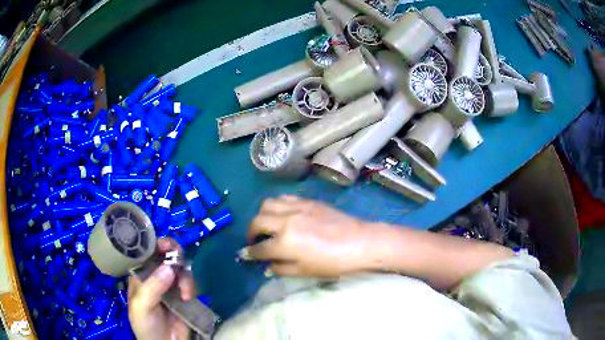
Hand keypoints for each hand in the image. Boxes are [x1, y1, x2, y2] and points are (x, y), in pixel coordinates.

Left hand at [128, 238, 194, 339]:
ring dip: (184, 276)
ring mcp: (170, 285)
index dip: (154, 245)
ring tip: (186, 293)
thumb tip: (169, 268)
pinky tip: (188, 297)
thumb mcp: (142, 306)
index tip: (166, 245)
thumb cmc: (146, 325)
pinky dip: (191, 286)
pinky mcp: (183, 294)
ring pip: (179, 267)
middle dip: (173, 254)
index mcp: (139, 276)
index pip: (145, 253)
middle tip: (179, 258)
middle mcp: (154, 276)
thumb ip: (152, 287)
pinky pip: (189, 281)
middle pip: (164, 255)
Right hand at [245, 196, 372, 276]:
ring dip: (262, 215)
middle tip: (255, 241)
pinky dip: (277, 205)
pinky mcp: (308, 201)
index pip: (259, 248)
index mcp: (285, 242)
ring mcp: (297, 207)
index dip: (249, 253)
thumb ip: (281, 268)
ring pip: (268, 204)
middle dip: (251, 233)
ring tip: (267, 224)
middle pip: (257, 222)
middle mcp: (286, 221)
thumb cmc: (334, 263)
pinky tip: (282, 214)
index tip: (245, 255)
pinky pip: (284, 198)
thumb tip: (266, 265)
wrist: (360, 243)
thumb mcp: (305, 272)